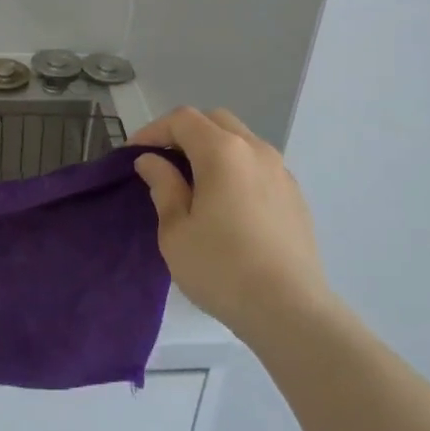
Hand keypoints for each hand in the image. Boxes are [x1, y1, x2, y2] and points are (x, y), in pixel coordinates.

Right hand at [130, 107, 332, 344]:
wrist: (290, 311)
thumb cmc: (221, 268)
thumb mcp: (176, 230)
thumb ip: (163, 186)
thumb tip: (152, 161)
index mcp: (223, 151)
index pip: (183, 120)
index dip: (154, 130)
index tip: (134, 153)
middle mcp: (256, 150)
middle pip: (215, 121)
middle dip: (185, 133)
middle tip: (163, 161)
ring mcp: (281, 172)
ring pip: (241, 141)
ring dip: (213, 149)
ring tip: (193, 182)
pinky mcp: (295, 196)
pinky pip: (258, 166)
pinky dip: (236, 169)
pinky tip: (226, 203)